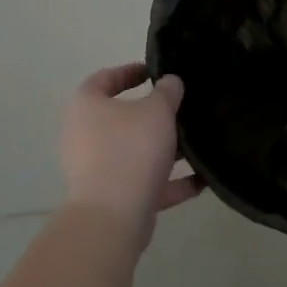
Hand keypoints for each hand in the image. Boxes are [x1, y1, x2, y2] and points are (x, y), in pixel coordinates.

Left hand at [61, 63, 201, 234]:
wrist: (113, 215)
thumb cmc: (131, 149)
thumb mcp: (157, 110)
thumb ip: (167, 92)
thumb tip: (170, 82)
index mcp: (87, 106)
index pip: (104, 79)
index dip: (129, 71)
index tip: (155, 72)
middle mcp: (85, 135)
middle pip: (122, 118)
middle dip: (154, 115)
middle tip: (182, 108)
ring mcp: (96, 169)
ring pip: (135, 152)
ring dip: (165, 150)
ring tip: (198, 144)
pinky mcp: (112, 197)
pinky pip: (146, 182)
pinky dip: (171, 181)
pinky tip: (202, 179)